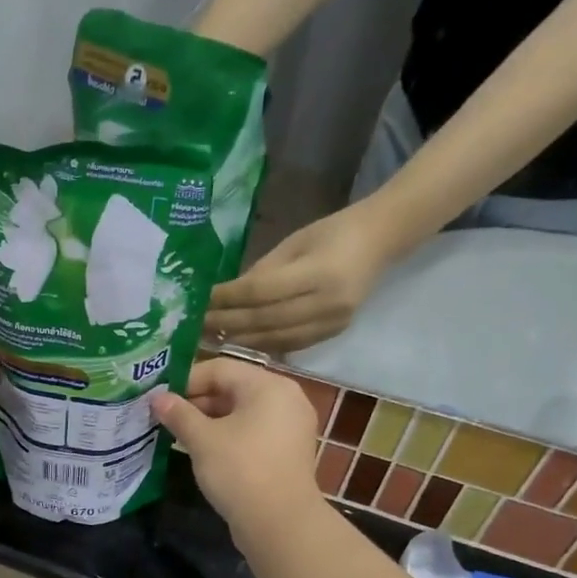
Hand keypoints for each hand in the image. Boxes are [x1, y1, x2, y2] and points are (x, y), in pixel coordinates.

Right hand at [150, 357, 321, 536]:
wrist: (280, 524)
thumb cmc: (240, 470)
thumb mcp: (202, 439)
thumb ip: (178, 414)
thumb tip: (156, 398)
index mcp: (268, 386)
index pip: (220, 369)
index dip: (185, 381)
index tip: (159, 398)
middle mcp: (286, 399)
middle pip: (233, 389)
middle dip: (196, 402)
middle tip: (165, 418)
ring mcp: (290, 427)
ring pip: (242, 413)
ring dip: (209, 421)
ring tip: (179, 435)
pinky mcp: (287, 452)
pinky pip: (253, 432)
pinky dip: (228, 436)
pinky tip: (204, 451)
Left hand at [204, 204, 392, 352]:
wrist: (380, 241)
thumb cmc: (331, 232)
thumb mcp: (293, 243)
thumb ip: (261, 272)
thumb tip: (226, 297)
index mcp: (319, 272)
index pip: (261, 291)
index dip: (228, 299)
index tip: (201, 301)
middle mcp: (327, 302)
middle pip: (265, 320)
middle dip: (227, 324)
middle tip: (196, 327)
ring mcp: (332, 322)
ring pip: (275, 339)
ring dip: (240, 340)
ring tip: (211, 338)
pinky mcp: (334, 334)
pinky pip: (290, 345)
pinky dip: (262, 345)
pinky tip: (240, 343)